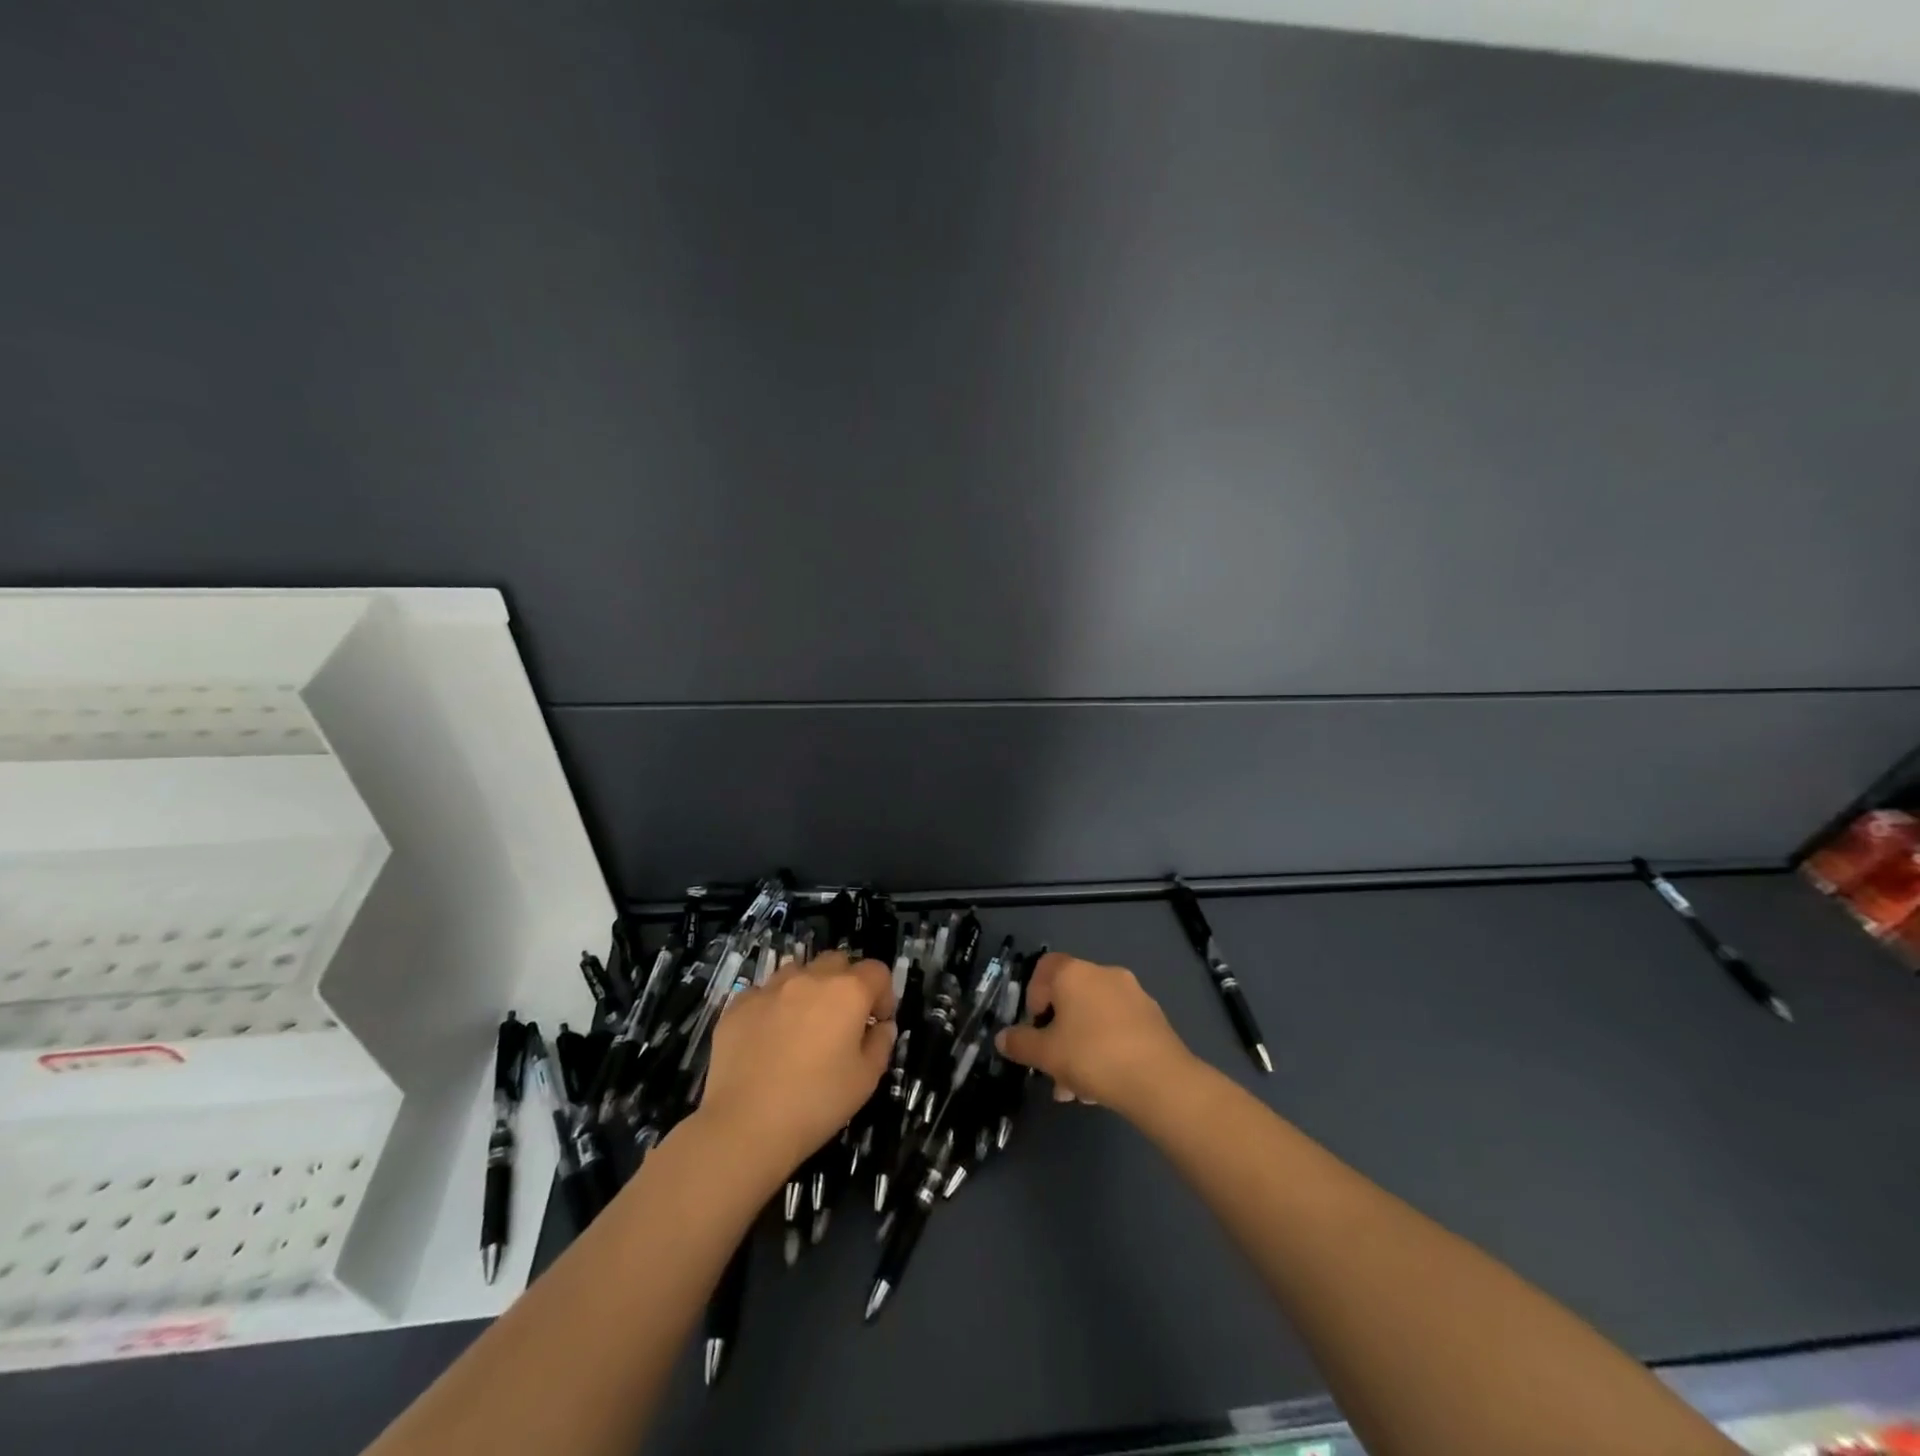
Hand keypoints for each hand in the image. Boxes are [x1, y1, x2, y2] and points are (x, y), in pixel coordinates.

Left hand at [695, 951, 895, 1180]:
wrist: (744, 1125)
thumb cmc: (816, 1103)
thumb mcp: (866, 1080)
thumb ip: (880, 1044)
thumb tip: (881, 1026)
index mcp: (847, 992)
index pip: (877, 971)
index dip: (883, 994)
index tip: (877, 1022)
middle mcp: (810, 978)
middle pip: (837, 962)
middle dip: (846, 984)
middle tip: (842, 1021)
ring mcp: (770, 988)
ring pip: (798, 971)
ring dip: (809, 990)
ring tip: (803, 1026)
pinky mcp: (739, 1004)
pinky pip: (765, 993)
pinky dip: (774, 1007)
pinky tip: (768, 1040)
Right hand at [995, 952, 1196, 1117]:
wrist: (1159, 1080)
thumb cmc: (1092, 1056)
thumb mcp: (1046, 1054)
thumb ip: (1021, 1043)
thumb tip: (1002, 1037)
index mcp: (1074, 973)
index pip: (1045, 968)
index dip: (1033, 996)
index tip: (1035, 1028)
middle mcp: (1104, 974)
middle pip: (1070, 998)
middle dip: (1058, 1034)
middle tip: (1053, 1069)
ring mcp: (1133, 994)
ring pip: (1094, 1018)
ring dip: (1080, 1048)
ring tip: (1077, 1091)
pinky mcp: (1153, 1018)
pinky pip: (1118, 1028)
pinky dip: (1106, 1049)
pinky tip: (1104, 1086)